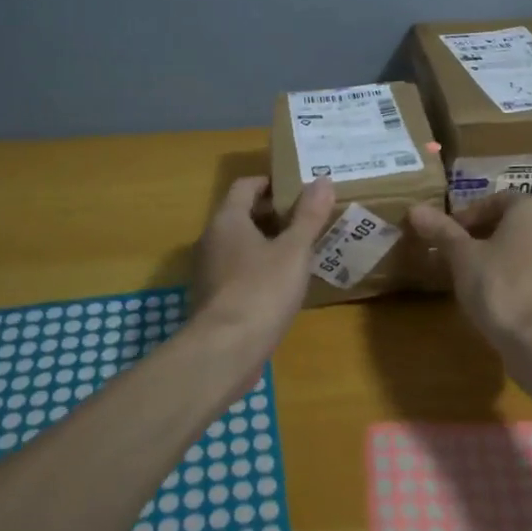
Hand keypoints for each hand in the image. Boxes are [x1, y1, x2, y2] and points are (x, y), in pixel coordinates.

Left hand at [192, 176, 334, 363]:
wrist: (226, 351)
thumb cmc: (262, 290)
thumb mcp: (294, 250)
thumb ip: (309, 215)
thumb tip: (323, 179)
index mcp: (228, 220)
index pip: (246, 185)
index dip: (272, 183)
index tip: (300, 189)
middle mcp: (212, 239)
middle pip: (243, 214)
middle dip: (275, 214)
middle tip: (309, 219)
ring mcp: (209, 270)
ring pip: (241, 245)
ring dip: (269, 243)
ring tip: (303, 250)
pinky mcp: (214, 298)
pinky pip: (239, 270)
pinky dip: (260, 268)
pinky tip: (284, 283)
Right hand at [407, 191, 531, 351]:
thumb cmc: (499, 285)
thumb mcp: (462, 255)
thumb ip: (441, 230)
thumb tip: (415, 209)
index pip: (495, 201)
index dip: (467, 215)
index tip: (446, 234)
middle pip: (510, 223)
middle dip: (480, 235)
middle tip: (452, 252)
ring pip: (523, 247)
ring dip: (496, 255)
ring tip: (467, 273)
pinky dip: (513, 273)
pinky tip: (491, 293)